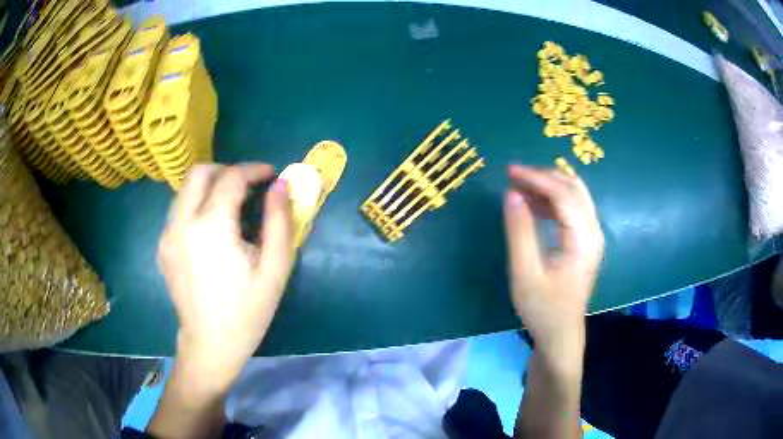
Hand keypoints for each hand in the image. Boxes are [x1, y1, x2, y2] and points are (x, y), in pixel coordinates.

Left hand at [158, 163, 292, 387]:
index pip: (231, 177)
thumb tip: (281, 185)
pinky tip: (210, 229)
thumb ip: (279, 221)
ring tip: (230, 206)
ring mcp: (168, 235)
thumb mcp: (274, 269)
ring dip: (209, 186)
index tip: (271, 175)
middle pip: (199, 172)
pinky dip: (196, 205)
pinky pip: (178, 210)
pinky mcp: (163, 247)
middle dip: (227, 170)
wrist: (210, 345)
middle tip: (248, 186)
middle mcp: (182, 222)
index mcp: (211, 226)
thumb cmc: (247, 312)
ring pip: (185, 189)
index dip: (254, 170)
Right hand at [503, 165, 603, 366]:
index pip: (563, 194)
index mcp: (583, 239)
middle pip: (573, 187)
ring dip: (548, 186)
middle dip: (544, 176)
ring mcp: (593, 235)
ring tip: (519, 188)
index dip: (536, 178)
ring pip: (574, 195)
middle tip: (514, 175)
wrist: (561, 334)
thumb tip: (510, 194)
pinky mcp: (586, 241)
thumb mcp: (525, 273)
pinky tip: (533, 205)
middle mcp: (594, 231)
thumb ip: (519, 231)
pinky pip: (572, 208)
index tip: (509, 171)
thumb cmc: (543, 308)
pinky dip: (552, 200)